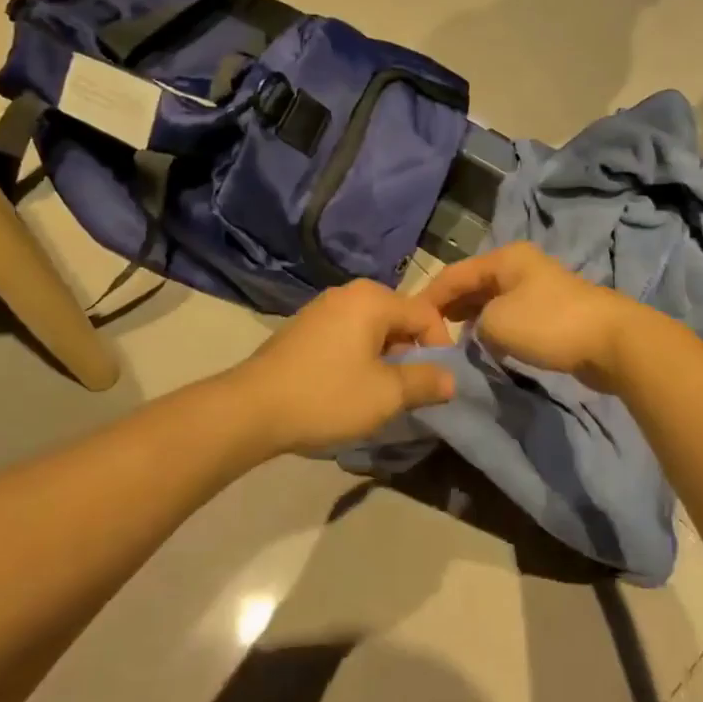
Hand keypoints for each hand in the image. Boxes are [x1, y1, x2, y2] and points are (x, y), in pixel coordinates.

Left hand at [226, 281, 456, 455]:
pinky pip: (348, 334)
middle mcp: (349, 293)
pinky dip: (359, 356)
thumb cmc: (326, 396)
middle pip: (399, 318)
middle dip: (411, 353)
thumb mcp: (386, 395)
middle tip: (409, 390)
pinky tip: (348, 386)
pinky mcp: (304, 326)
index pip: (426, 314)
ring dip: (385, 357)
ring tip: (380, 393)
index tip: (437, 383)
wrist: (251, 409)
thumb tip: (451, 378)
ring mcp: (322, 307)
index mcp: (373, 299)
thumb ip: (425, 382)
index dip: (440, 348)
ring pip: (373, 328)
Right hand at [420, 243, 645, 392]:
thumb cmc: (548, 324)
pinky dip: (494, 328)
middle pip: (473, 284)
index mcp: (504, 258)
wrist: (611, 341)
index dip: (429, 296)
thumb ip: (473, 324)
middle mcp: (519, 267)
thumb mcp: (495, 322)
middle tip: (429, 334)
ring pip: (492, 301)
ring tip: (452, 341)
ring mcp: (538, 288)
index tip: (410, 322)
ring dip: (472, 320)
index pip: (454, 273)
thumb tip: (477, 331)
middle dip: (450, 307)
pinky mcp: (552, 312)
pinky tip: (485, 345)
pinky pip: (511, 316)